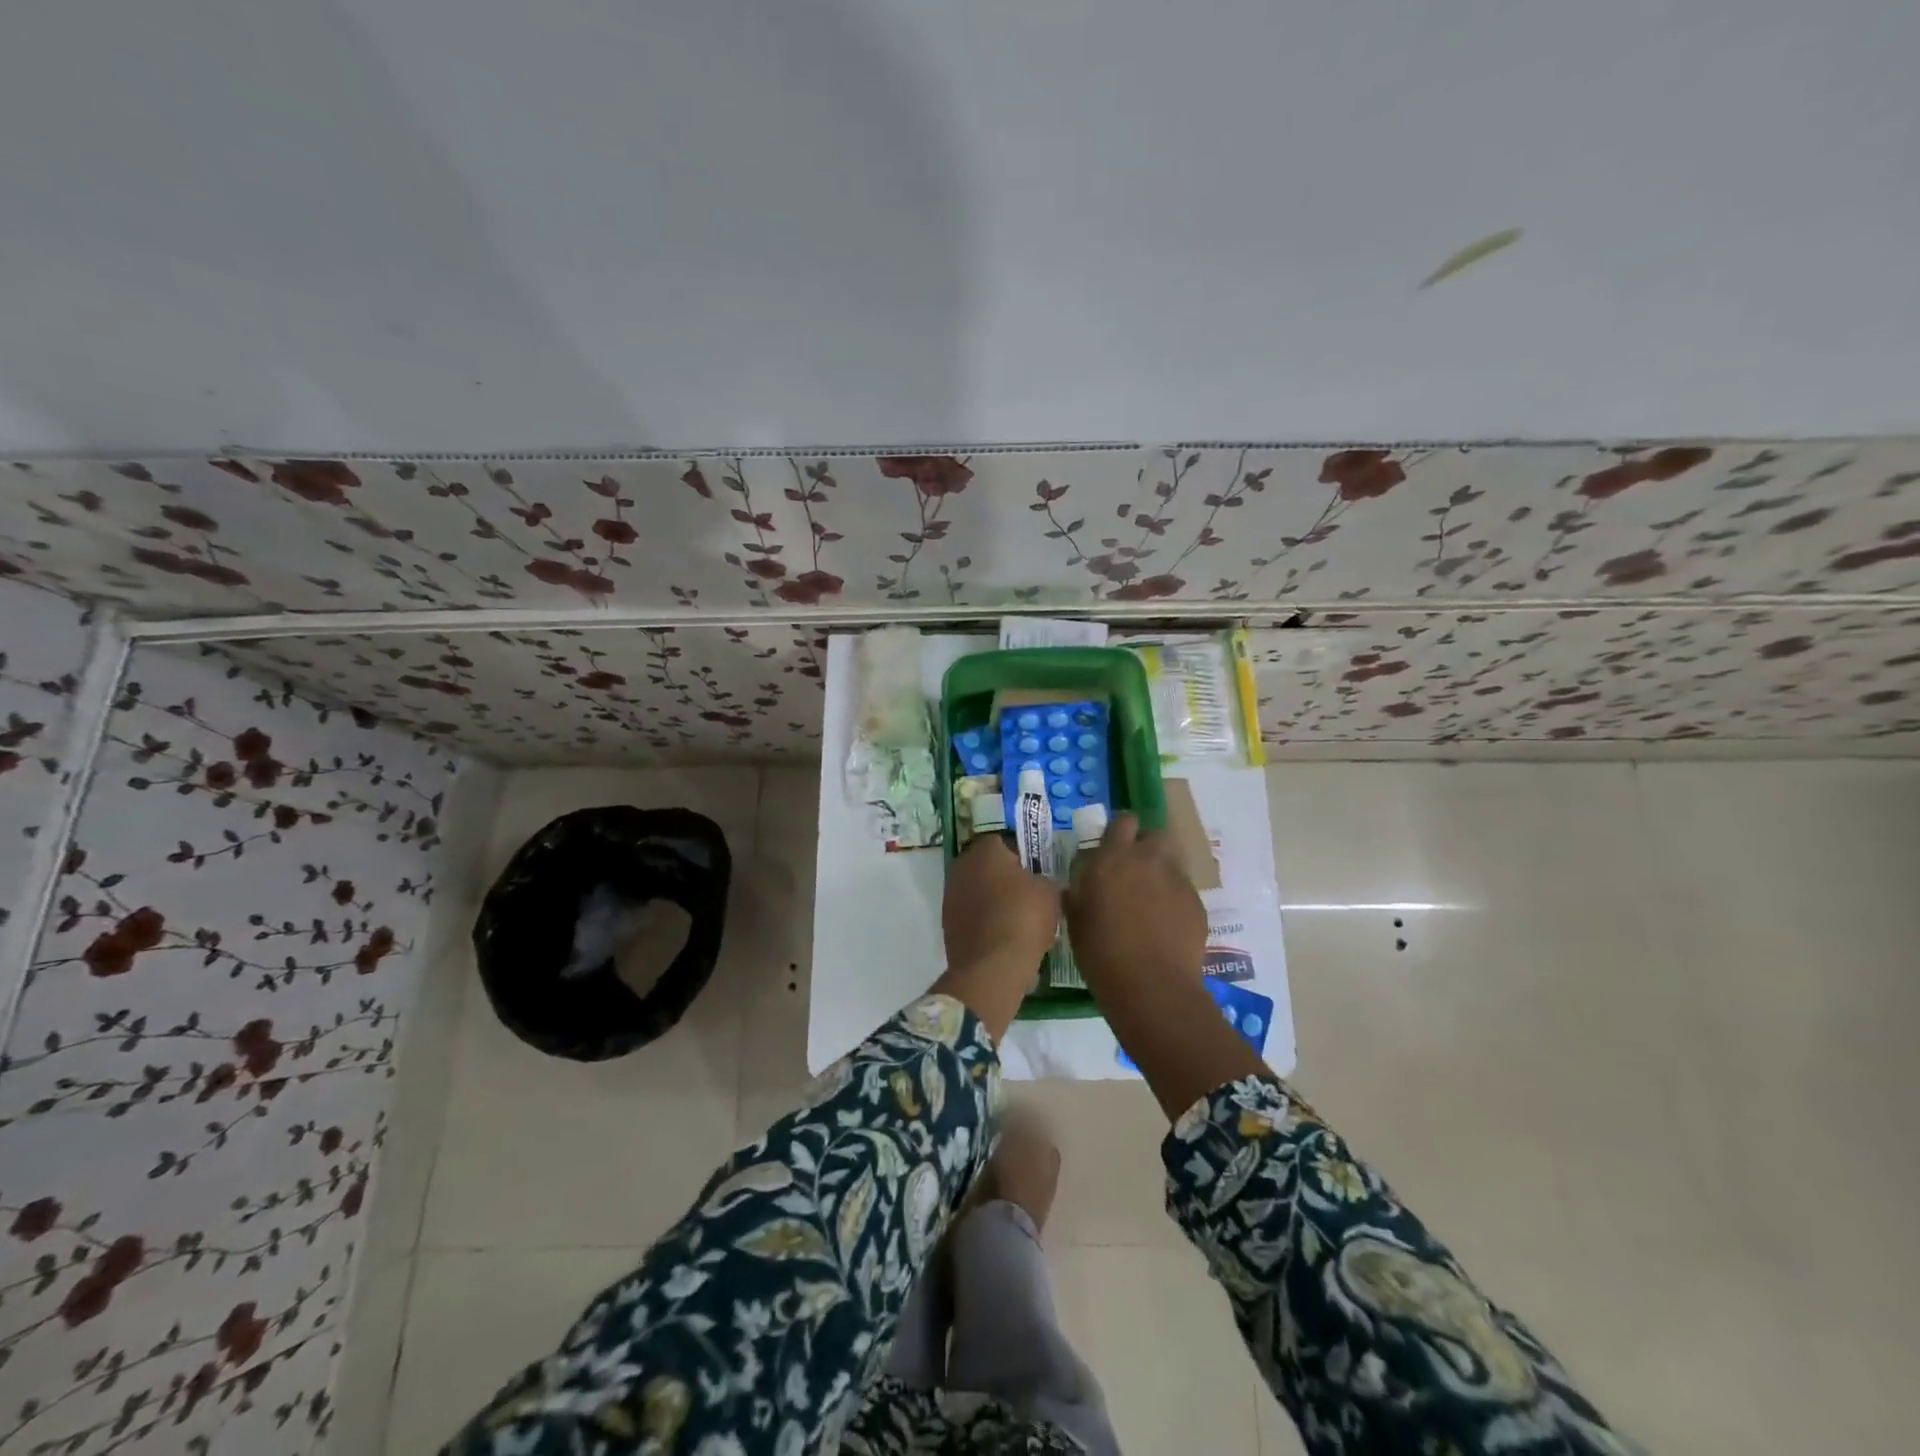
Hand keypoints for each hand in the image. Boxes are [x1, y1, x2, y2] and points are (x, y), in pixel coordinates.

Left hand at [931, 835, 1059, 1041]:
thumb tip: (1037, 883)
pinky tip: (1002, 936)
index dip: (1021, 857)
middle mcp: (962, 866)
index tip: (1035, 873)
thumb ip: (1043, 879)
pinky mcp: (947, 923)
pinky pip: (970, 914)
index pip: (1003, 843)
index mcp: (986, 850)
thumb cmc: (1024, 917)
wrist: (993, 965)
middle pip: (986, 866)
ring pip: (976, 890)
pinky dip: (983, 921)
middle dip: (1003, 877)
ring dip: (991, 900)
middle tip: (1026, 895)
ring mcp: (950, 895)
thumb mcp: (1049, 892)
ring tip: (1016, 919)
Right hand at [1063, 812, 1205, 1004]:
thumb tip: (1077, 886)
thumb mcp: (1076, 921)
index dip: (1120, 830)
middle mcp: (1149, 860)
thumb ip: (1077, 894)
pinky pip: (1183, 890)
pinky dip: (1174, 900)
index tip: (1112, 846)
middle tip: (1134, 870)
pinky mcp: (1197, 903)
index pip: (1123, 821)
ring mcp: (1177, 880)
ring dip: (1161, 872)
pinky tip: (1165, 926)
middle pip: (1156, 834)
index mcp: (1113, 859)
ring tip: (1150, 900)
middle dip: (1147, 846)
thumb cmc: (1102, 954)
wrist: (1152, 987)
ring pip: (1172, 862)